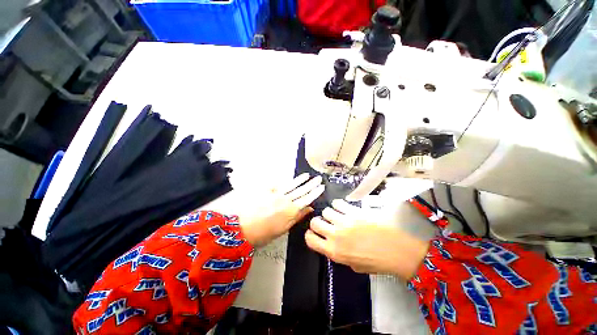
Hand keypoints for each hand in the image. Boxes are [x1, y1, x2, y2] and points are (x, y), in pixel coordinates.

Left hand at [239, 174, 324, 246]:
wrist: (243, 228)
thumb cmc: (265, 233)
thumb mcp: (284, 228)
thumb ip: (297, 216)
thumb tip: (309, 209)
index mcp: (291, 210)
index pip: (307, 198)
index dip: (315, 192)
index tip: (321, 186)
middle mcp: (285, 200)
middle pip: (301, 190)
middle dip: (311, 184)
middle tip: (318, 178)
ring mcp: (276, 194)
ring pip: (291, 185)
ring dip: (300, 180)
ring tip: (307, 175)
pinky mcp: (267, 191)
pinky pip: (278, 185)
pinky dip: (285, 182)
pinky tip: (288, 179)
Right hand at [305, 199, 428, 279]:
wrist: (397, 251)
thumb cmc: (376, 262)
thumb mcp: (353, 265)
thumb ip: (339, 253)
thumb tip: (332, 243)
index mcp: (334, 251)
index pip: (310, 239)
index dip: (310, 235)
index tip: (314, 233)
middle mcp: (335, 235)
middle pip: (315, 222)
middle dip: (318, 222)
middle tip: (326, 223)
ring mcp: (344, 221)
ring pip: (326, 211)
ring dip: (330, 213)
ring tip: (338, 215)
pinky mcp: (353, 211)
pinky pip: (338, 203)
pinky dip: (338, 205)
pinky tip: (345, 208)